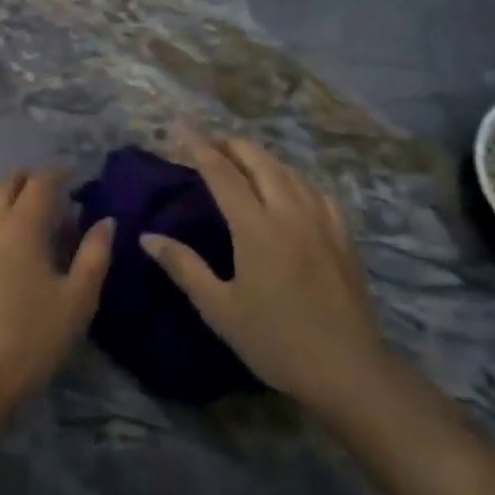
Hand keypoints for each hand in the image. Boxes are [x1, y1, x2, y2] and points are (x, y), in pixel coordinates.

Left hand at [0, 172, 113, 430]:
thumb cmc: (28, 341)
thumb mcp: (76, 301)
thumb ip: (95, 255)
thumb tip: (105, 221)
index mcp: (20, 224)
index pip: (41, 181)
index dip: (58, 173)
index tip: (72, 177)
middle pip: (5, 182)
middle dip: (28, 181)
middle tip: (46, 197)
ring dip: (0, 196)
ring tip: (15, 214)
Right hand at [142, 132, 388, 414]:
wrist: (347, 368)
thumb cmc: (275, 341)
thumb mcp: (220, 309)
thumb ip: (184, 267)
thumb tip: (148, 237)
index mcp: (256, 226)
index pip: (221, 172)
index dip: (198, 146)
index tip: (179, 127)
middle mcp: (289, 210)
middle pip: (258, 159)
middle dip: (230, 144)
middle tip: (207, 143)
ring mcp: (321, 219)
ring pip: (288, 169)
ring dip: (260, 157)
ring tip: (241, 160)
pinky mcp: (342, 233)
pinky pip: (314, 188)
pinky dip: (293, 176)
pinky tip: (289, 186)